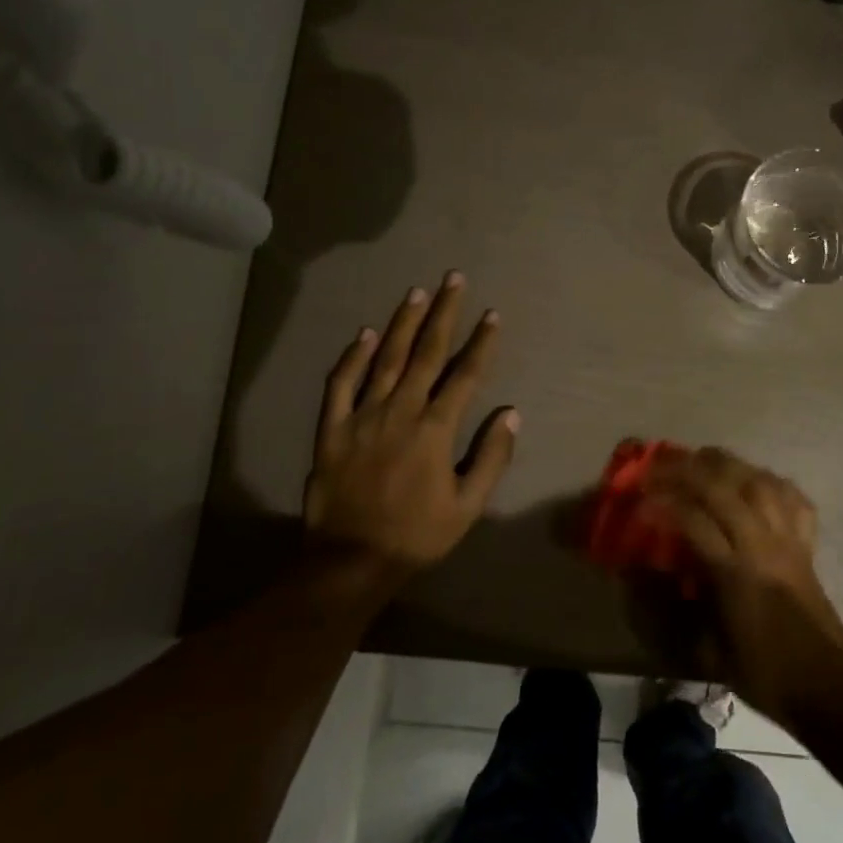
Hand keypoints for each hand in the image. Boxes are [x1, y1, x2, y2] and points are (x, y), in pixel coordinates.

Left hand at [303, 273, 518, 576]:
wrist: (350, 562)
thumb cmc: (417, 536)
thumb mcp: (468, 506)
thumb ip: (491, 457)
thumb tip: (511, 413)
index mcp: (435, 429)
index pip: (465, 375)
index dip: (481, 342)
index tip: (492, 314)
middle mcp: (399, 411)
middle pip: (426, 353)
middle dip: (443, 313)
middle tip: (453, 279)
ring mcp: (361, 417)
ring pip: (385, 358)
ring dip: (403, 323)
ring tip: (417, 293)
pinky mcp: (331, 429)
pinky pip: (341, 384)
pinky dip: (352, 357)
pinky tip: (364, 333)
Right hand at [643, 447, 842, 727]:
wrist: (827, 687)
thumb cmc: (762, 672)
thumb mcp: (704, 652)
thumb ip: (666, 610)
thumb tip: (635, 575)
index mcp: (735, 572)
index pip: (693, 519)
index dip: (662, 503)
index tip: (639, 500)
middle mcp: (762, 544)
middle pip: (724, 487)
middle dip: (686, 470)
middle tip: (659, 467)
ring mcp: (789, 539)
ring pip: (758, 481)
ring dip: (726, 465)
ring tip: (701, 460)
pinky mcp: (807, 544)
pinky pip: (793, 498)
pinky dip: (771, 482)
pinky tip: (753, 481)